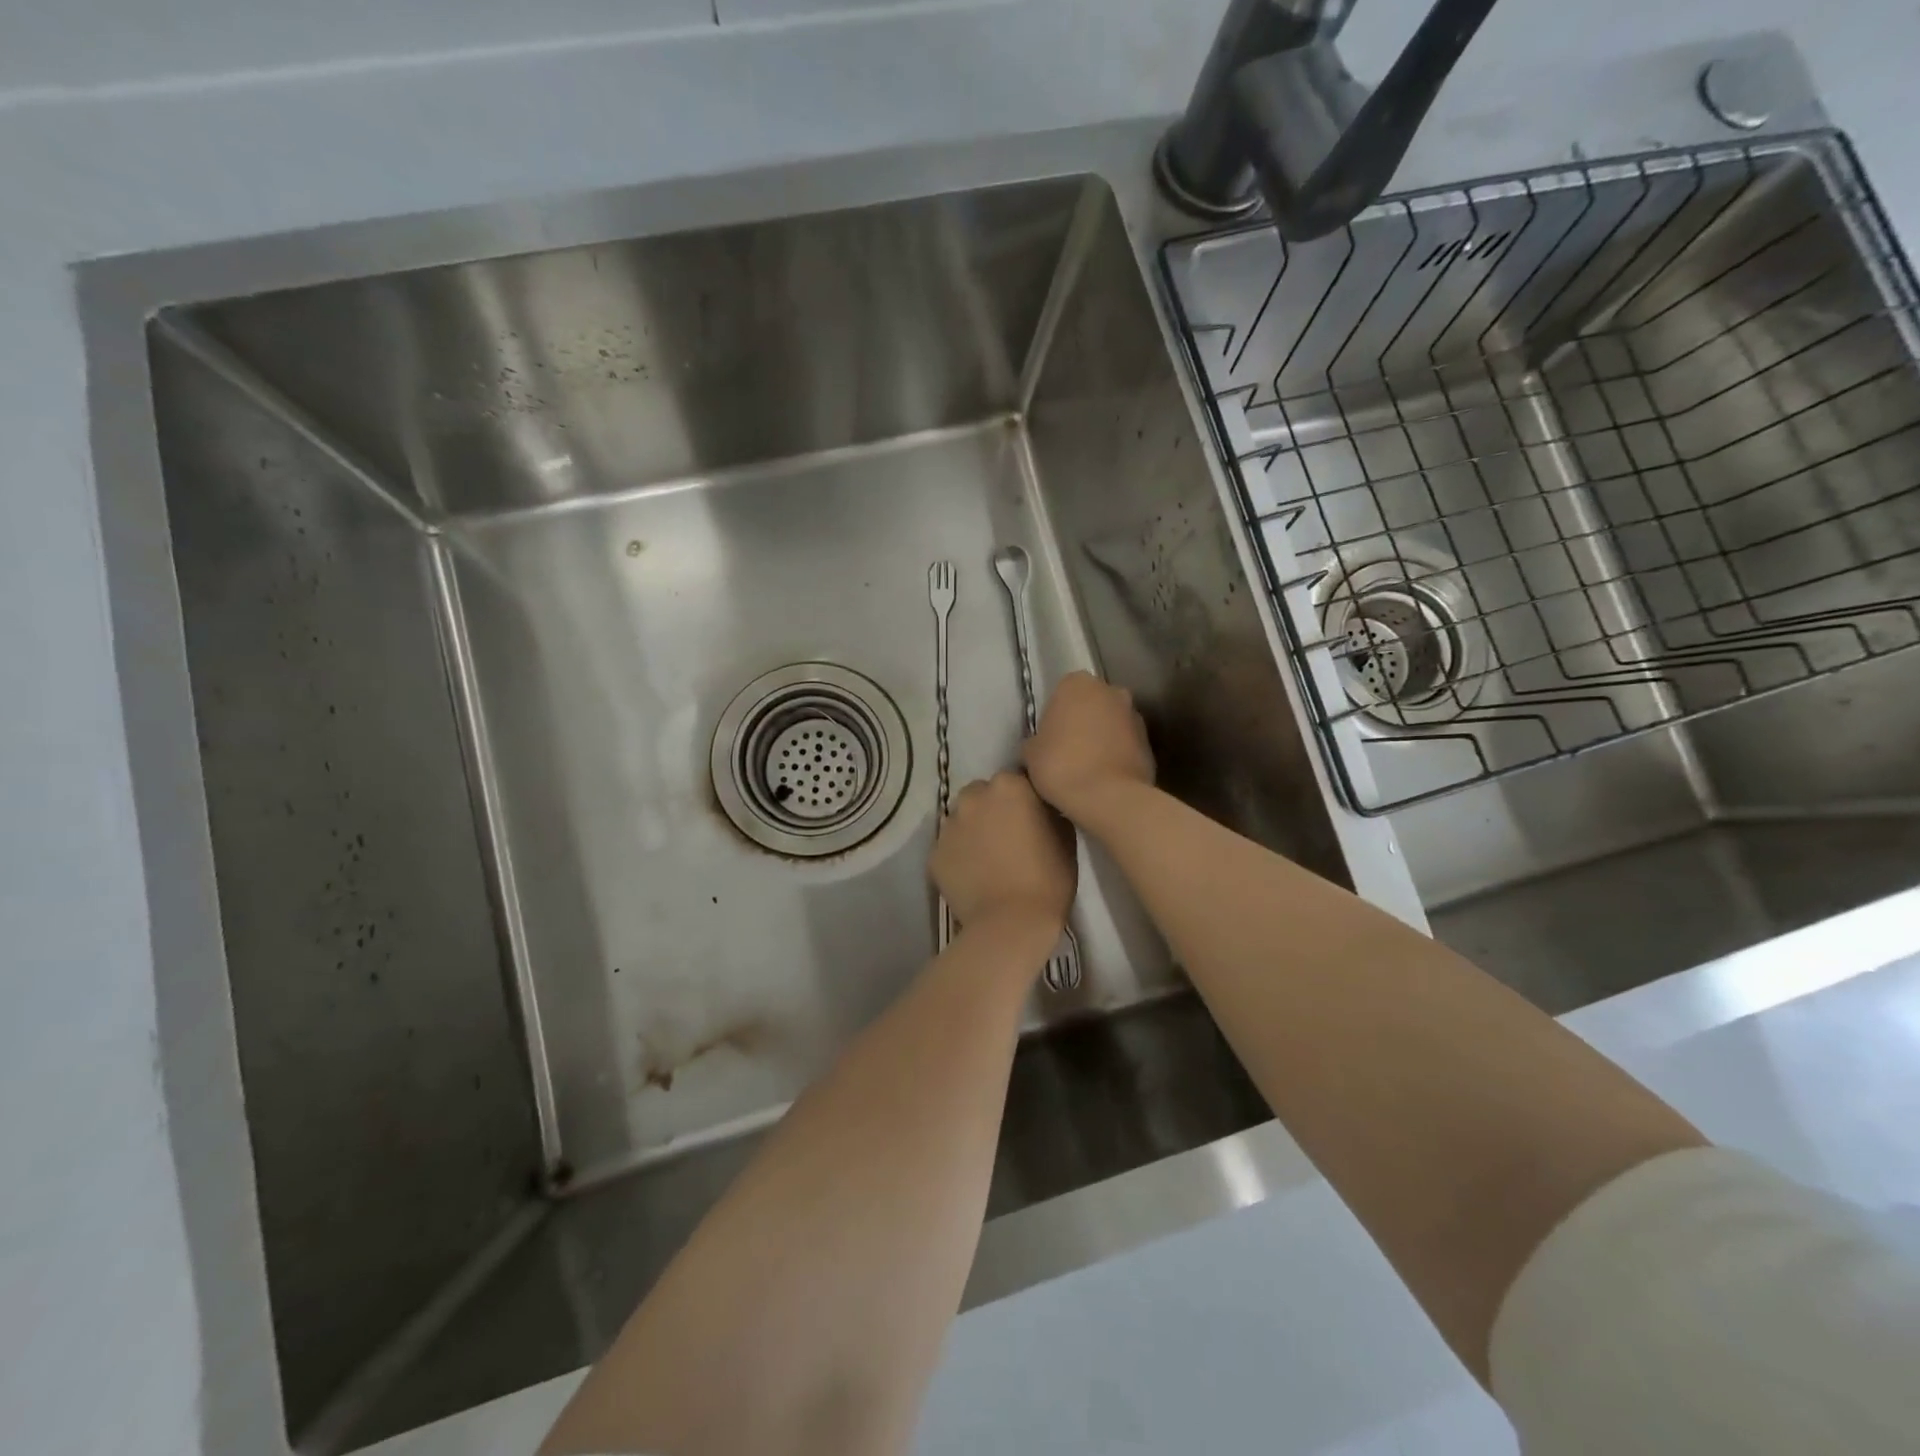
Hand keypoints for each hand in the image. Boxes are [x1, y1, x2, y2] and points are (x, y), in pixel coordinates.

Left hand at [931, 772, 1075, 937]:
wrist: (1010, 924)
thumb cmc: (1048, 879)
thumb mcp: (1065, 838)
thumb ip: (1049, 812)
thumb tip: (1041, 808)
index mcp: (1009, 786)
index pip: (1016, 780)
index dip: (1024, 799)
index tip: (1032, 818)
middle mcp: (973, 796)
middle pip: (982, 794)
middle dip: (993, 809)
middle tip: (1008, 837)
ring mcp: (949, 825)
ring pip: (962, 819)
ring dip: (974, 830)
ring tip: (989, 858)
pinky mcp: (934, 853)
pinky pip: (949, 847)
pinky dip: (960, 856)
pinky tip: (974, 876)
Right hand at [1022, 671, 1154, 825]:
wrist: (1107, 797)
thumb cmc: (1061, 766)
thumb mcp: (1030, 753)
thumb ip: (1036, 740)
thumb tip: (1040, 745)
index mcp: (1077, 684)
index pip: (1063, 691)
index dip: (1055, 714)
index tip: (1049, 736)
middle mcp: (1111, 691)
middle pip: (1091, 703)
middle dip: (1082, 721)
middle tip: (1067, 749)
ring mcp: (1135, 716)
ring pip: (1111, 723)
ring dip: (1102, 737)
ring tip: (1087, 767)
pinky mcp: (1149, 742)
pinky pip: (1126, 744)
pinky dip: (1117, 754)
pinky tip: (1104, 777)